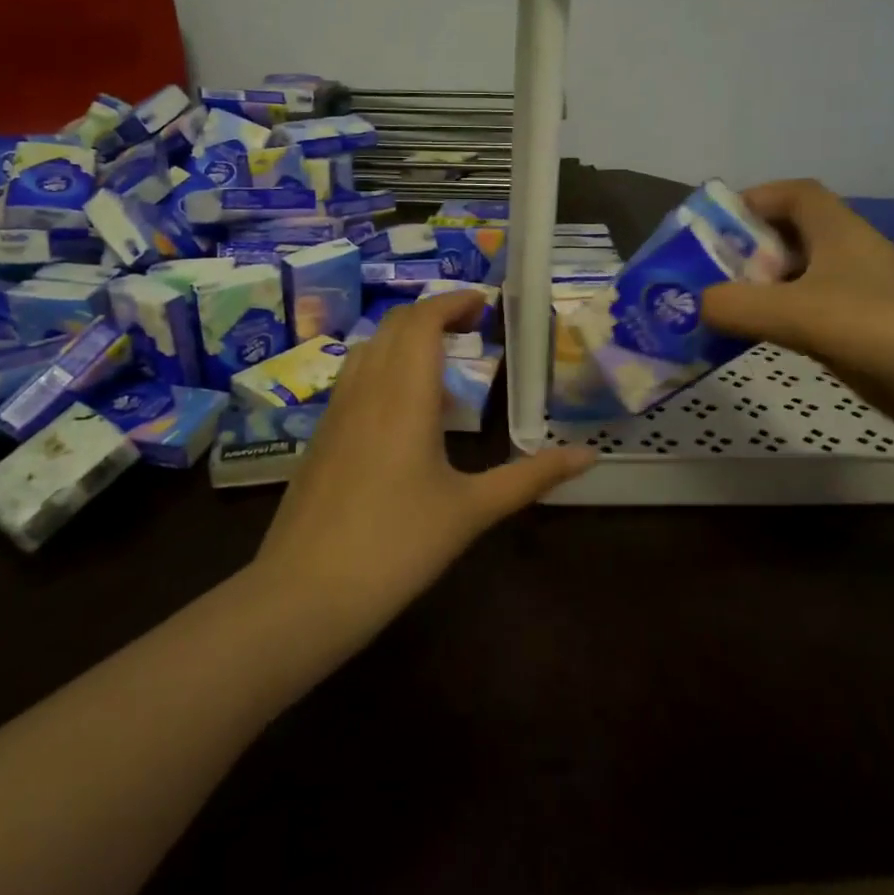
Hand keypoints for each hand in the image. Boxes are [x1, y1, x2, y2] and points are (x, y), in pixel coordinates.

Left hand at [254, 292, 594, 634]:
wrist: (305, 593)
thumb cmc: (397, 547)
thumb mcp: (471, 511)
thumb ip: (530, 477)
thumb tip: (588, 456)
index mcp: (404, 396)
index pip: (423, 321)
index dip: (453, 302)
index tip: (484, 304)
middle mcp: (366, 390)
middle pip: (395, 326)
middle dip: (434, 314)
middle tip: (472, 327)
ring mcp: (335, 412)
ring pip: (370, 350)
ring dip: (406, 341)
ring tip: (443, 369)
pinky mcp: (319, 437)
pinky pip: (354, 380)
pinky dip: (384, 371)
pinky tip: (406, 416)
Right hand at [700, 180, 893, 471]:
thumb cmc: (890, 333)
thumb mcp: (803, 313)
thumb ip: (739, 306)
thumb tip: (695, 306)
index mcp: (841, 234)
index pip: (795, 195)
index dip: (754, 199)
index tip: (711, 226)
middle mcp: (849, 260)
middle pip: (789, 240)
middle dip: (742, 253)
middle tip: (698, 279)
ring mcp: (859, 303)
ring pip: (796, 285)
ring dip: (756, 294)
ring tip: (712, 315)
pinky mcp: (864, 342)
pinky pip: (807, 322)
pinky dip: (776, 327)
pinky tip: (752, 346)